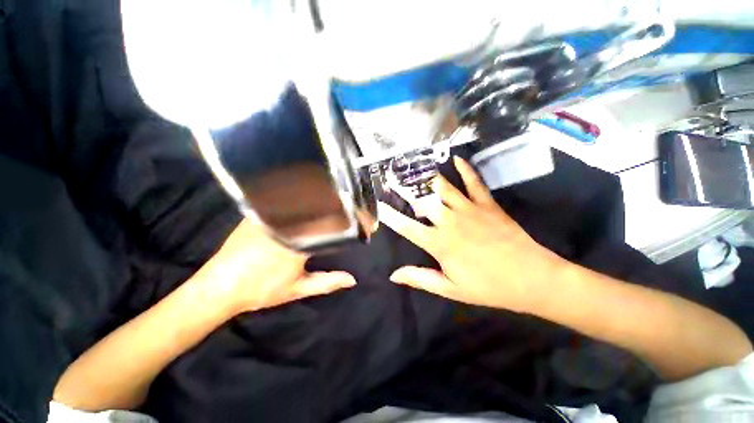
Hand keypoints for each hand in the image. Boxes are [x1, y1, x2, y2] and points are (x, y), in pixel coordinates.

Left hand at [201, 219, 355, 314]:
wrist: (220, 287)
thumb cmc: (262, 289)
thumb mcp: (298, 288)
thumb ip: (327, 282)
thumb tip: (352, 279)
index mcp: (300, 241)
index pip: (328, 224)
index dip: (341, 221)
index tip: (350, 219)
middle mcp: (287, 224)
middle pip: (315, 210)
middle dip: (328, 209)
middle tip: (340, 209)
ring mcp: (269, 216)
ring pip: (298, 205)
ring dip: (311, 205)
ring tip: (323, 203)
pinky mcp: (256, 214)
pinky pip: (280, 204)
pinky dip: (293, 204)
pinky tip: (298, 204)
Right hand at [379, 156, 566, 312]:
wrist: (532, 279)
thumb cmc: (489, 287)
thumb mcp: (451, 289)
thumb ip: (420, 278)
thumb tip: (393, 275)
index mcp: (439, 243)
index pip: (407, 227)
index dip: (390, 216)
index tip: (378, 205)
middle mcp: (450, 222)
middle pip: (422, 201)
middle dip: (404, 189)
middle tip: (392, 177)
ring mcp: (469, 210)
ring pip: (443, 188)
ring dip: (427, 177)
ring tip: (415, 166)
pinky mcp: (487, 205)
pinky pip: (474, 183)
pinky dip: (466, 170)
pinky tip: (457, 159)